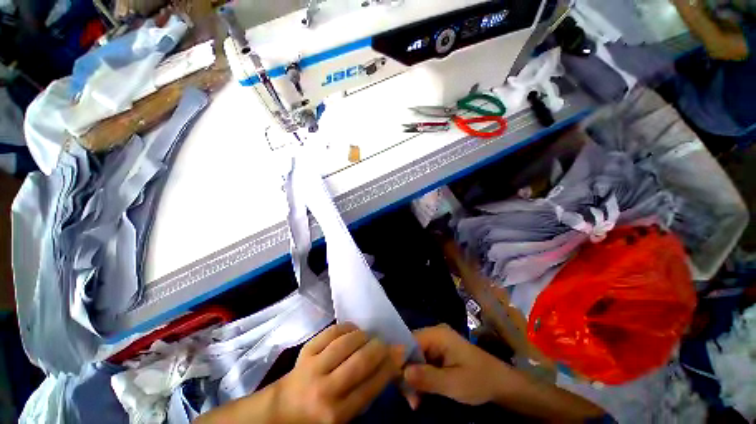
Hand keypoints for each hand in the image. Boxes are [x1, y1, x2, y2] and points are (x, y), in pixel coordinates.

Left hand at [271, 323, 404, 423]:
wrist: (282, 409)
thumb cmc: (318, 416)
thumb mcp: (345, 415)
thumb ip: (366, 393)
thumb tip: (390, 365)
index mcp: (337, 414)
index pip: (371, 385)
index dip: (390, 365)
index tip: (400, 352)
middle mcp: (326, 390)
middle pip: (361, 361)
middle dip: (379, 347)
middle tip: (385, 343)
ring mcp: (314, 367)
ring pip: (347, 342)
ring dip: (364, 335)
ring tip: (368, 337)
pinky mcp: (306, 350)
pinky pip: (333, 331)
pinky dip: (347, 327)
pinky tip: (352, 331)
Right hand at [403, 324, 511, 406]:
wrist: (501, 384)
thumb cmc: (479, 380)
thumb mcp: (454, 383)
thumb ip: (428, 377)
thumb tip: (402, 373)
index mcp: (437, 334)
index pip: (409, 340)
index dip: (400, 359)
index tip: (396, 383)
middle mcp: (434, 335)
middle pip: (410, 349)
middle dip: (407, 373)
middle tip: (409, 399)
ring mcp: (437, 344)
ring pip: (415, 358)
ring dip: (413, 379)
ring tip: (414, 402)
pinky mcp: (439, 354)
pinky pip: (422, 363)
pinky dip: (420, 379)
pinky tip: (420, 396)